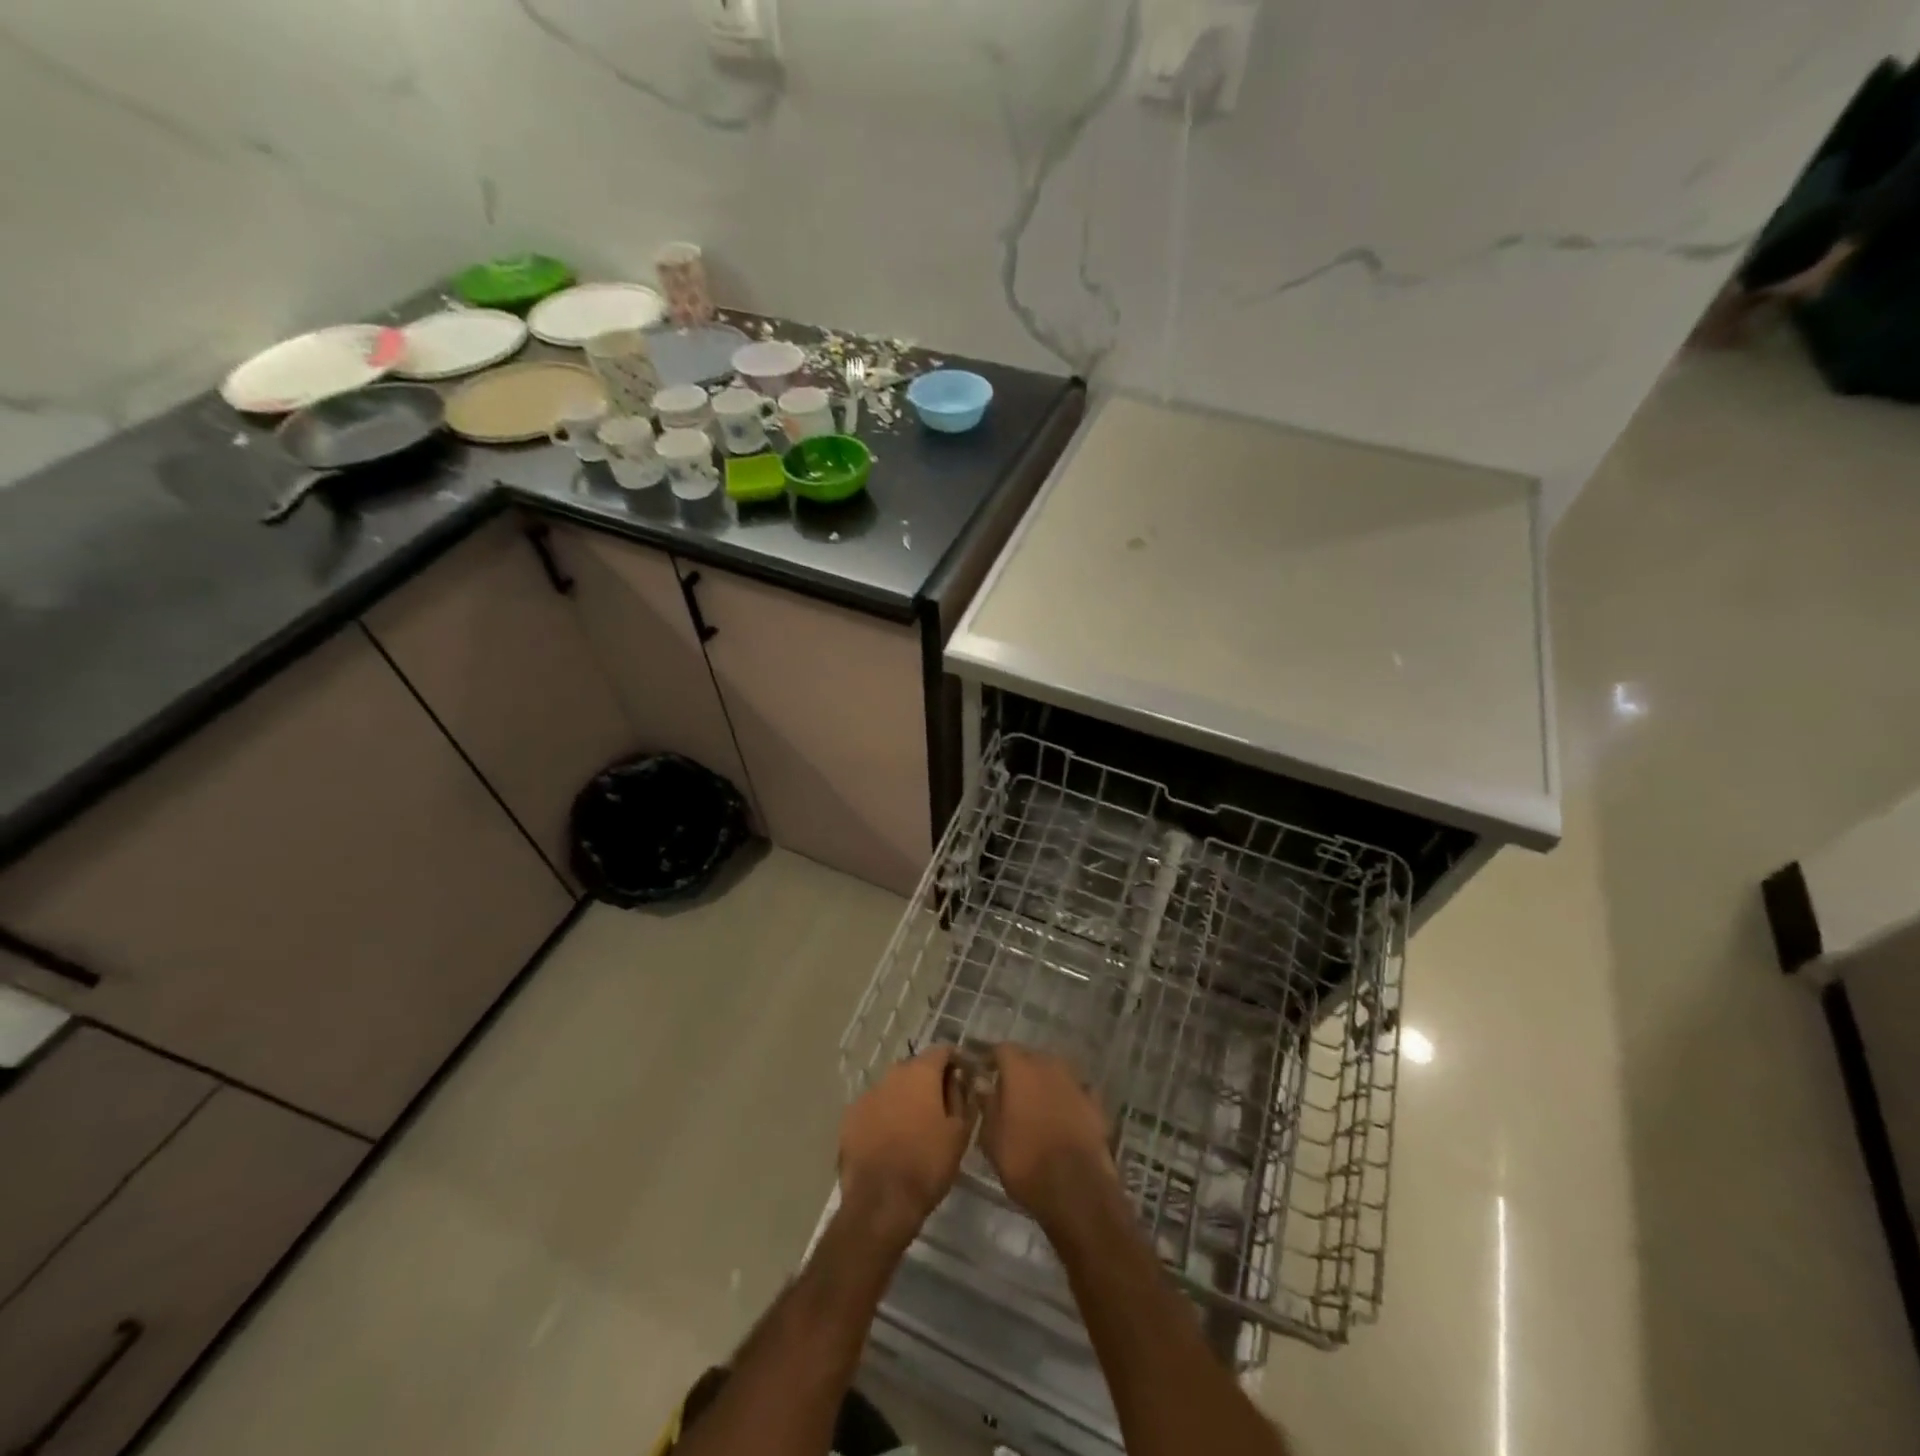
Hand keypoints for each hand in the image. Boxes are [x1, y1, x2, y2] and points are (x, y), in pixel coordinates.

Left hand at [838, 1049, 970, 1245]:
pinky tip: (890, 1139)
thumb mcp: (959, 1132)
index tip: (964, 1076)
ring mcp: (867, 1094)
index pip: (941, 1050)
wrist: (881, 1202)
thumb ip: (961, 1097)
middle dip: (929, 1080)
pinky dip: (884, 1115)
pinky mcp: (850, 1117)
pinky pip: (874, 1107)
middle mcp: (892, 1075)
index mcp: (920, 1073)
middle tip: (940, 1106)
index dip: (955, 1060)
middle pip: (915, 1067)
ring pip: (893, 1088)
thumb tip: (959, 1079)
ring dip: (905, 1098)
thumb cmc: (927, 1164)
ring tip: (914, 1126)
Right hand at [980, 1046, 1120, 1233]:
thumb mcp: (992, 1138)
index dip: (992, 1060)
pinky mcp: (1095, 1103)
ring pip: (1055, 1072)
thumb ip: (987, 1104)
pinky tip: (1064, 1116)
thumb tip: (982, 1083)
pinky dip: (1068, 1098)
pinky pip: (1076, 1091)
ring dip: (1045, 1082)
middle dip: (1019, 1070)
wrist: (1075, 1188)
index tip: (985, 1074)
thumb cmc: (1024, 1161)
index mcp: (1020, 1069)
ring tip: (1037, 1105)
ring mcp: (1075, 1082)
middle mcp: (1049, 1066)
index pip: (1002, 1049)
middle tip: (1010, 1092)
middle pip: (1030, 1057)